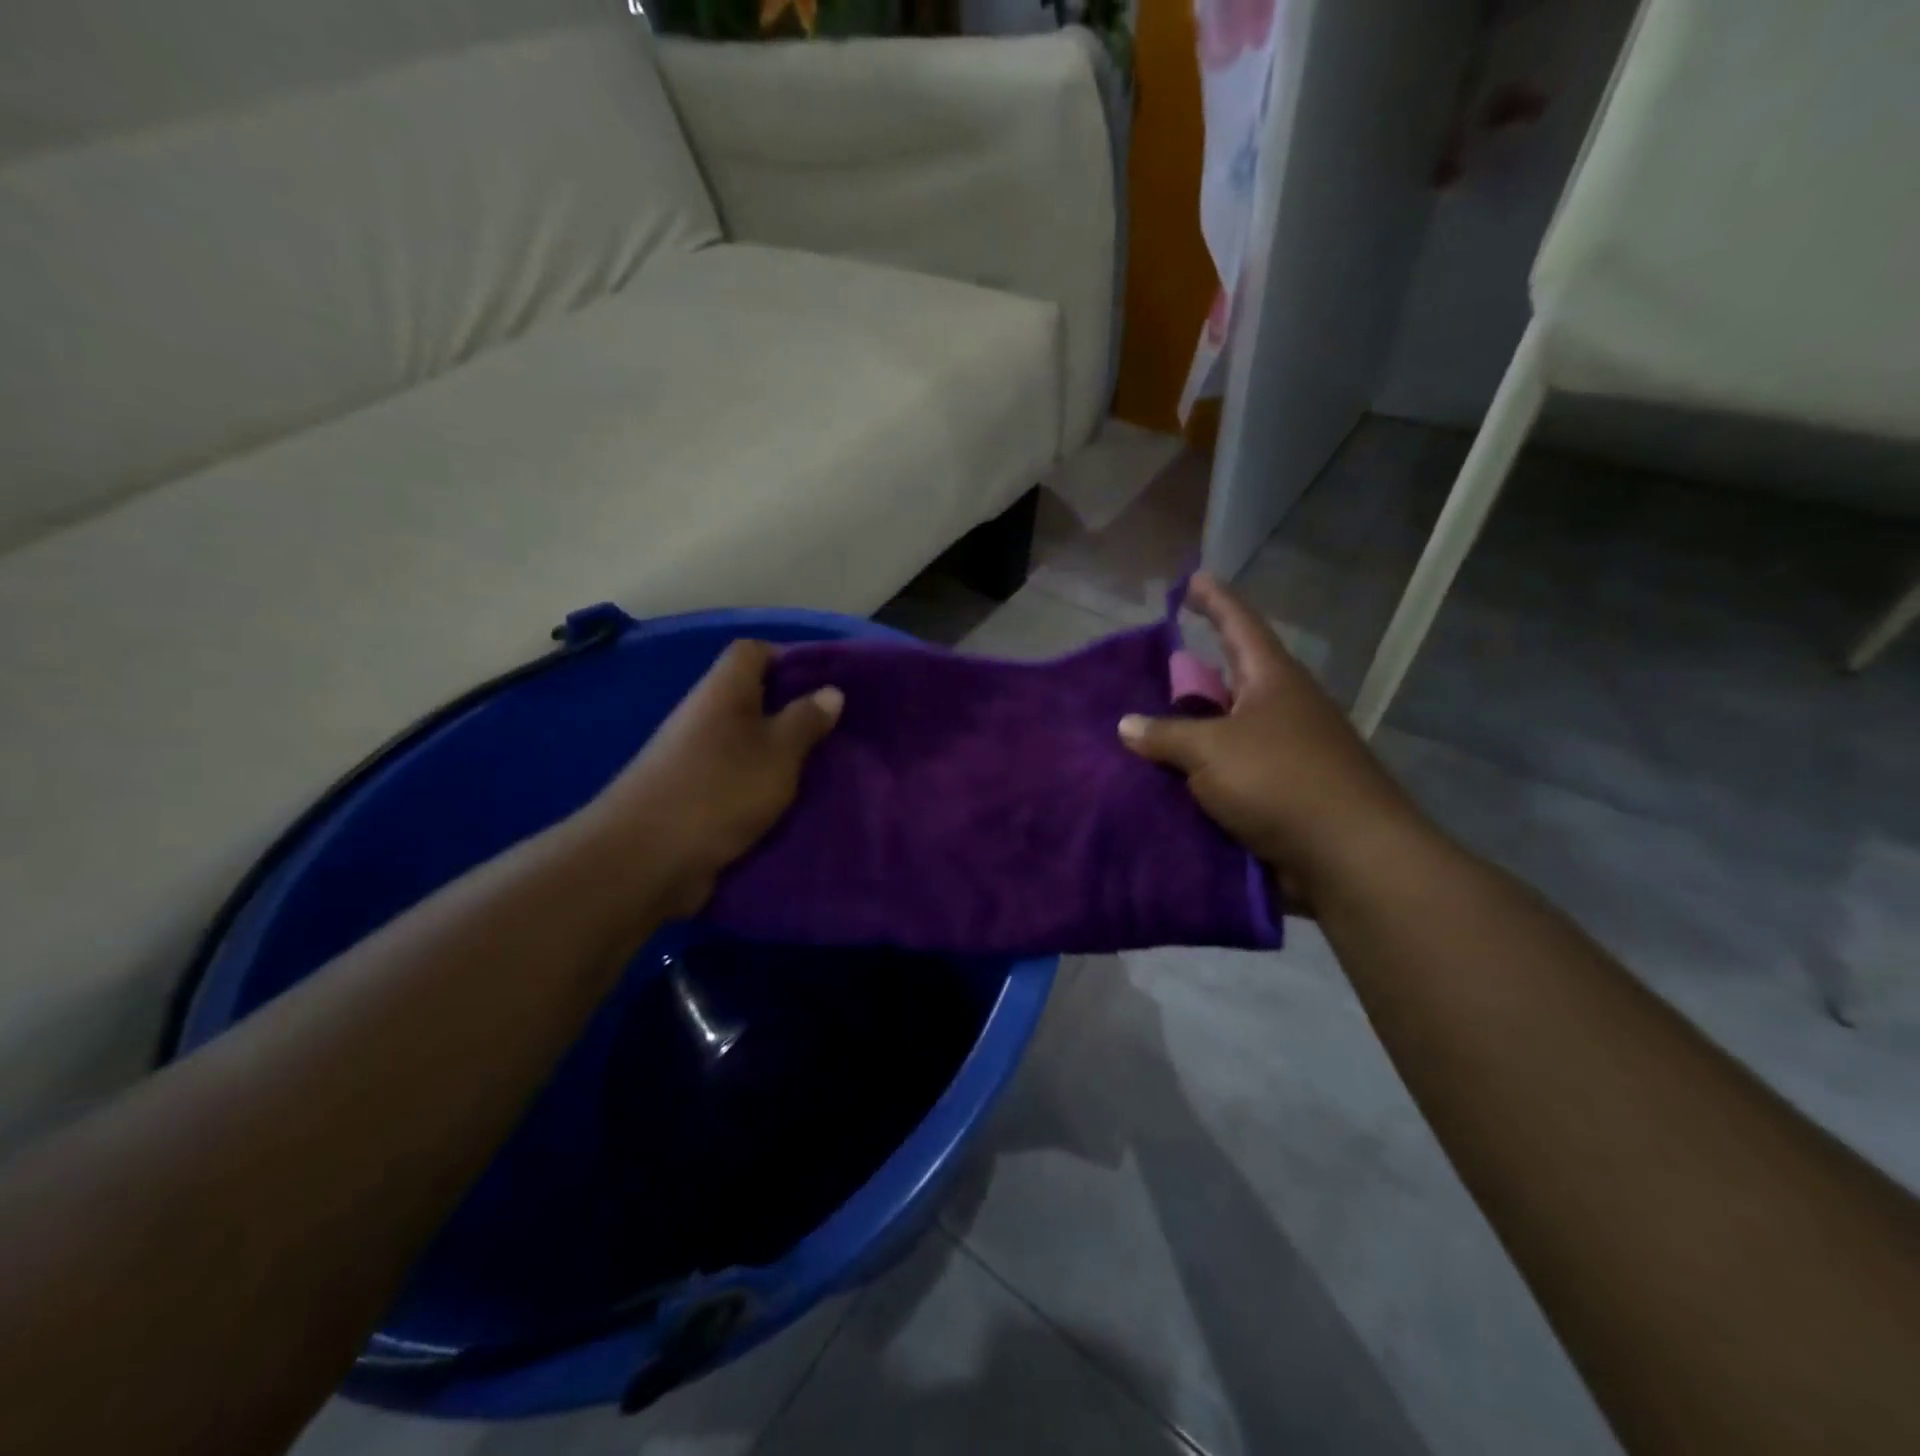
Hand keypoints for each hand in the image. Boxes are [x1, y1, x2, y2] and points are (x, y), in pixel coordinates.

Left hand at [577, 640, 841, 919]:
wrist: (646, 859)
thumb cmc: (720, 789)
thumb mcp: (778, 752)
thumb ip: (806, 720)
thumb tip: (831, 691)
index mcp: (723, 691)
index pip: (752, 652)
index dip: (788, 657)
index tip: (826, 684)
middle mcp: (704, 716)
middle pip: (751, 698)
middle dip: (791, 712)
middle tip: (834, 732)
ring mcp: (693, 758)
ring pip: (745, 741)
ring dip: (778, 754)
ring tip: (820, 769)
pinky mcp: (691, 796)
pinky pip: (735, 778)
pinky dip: (760, 786)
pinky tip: (789, 803)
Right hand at [1118, 574, 1426, 910]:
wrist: (1348, 856)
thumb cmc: (1280, 781)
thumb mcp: (1211, 751)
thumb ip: (1166, 735)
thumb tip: (1127, 725)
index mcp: (1272, 680)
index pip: (1239, 625)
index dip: (1214, 601)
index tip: (1192, 580)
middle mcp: (1283, 708)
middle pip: (1232, 679)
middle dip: (1196, 673)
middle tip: (1153, 668)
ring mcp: (1287, 752)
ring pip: (1230, 729)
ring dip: (1195, 729)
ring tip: (1149, 728)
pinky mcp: (1284, 793)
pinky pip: (1232, 771)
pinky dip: (1204, 772)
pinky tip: (1170, 779)